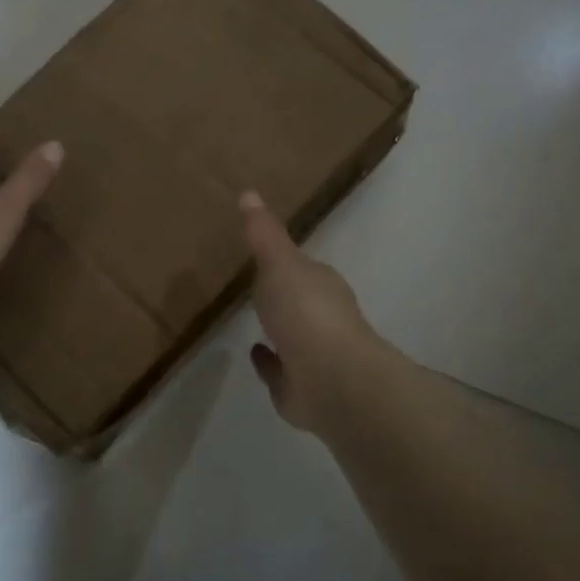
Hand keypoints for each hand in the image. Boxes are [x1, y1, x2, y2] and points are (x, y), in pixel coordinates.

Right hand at [240, 192, 386, 434]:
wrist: (331, 380)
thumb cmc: (306, 313)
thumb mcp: (279, 264)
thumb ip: (264, 234)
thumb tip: (249, 192)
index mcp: (321, 285)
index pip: (303, 268)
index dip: (286, 262)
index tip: (266, 254)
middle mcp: (322, 318)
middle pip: (299, 301)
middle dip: (283, 294)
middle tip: (255, 285)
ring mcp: (313, 356)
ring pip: (292, 336)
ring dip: (277, 327)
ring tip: (252, 318)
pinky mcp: (299, 388)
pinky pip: (279, 370)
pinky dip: (267, 361)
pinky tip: (253, 352)